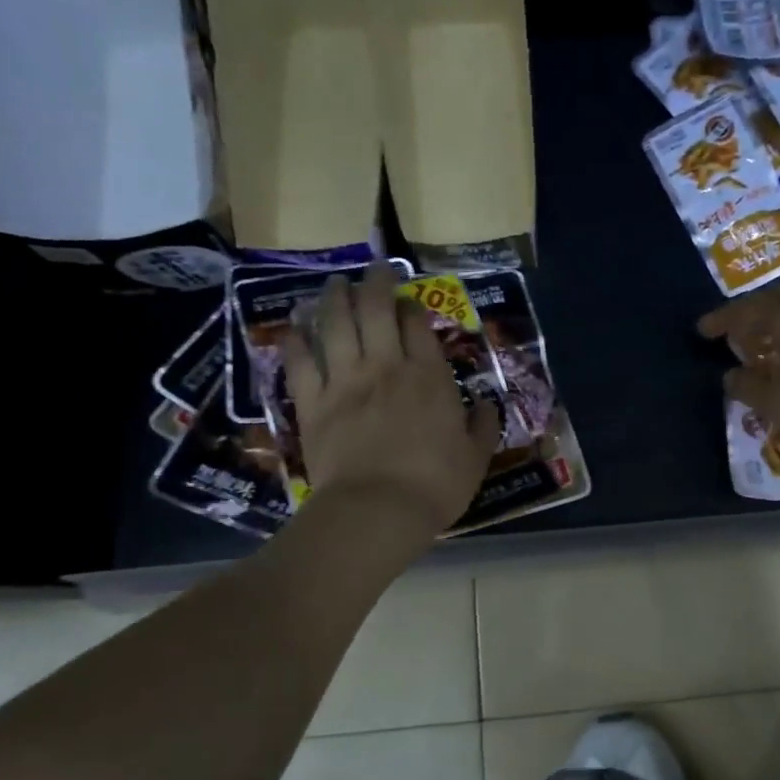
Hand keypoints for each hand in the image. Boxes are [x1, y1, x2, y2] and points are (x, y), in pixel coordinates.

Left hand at [283, 262, 500, 540]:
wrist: (377, 510)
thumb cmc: (435, 485)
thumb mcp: (476, 458)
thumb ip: (482, 426)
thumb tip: (484, 404)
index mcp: (429, 377)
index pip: (417, 324)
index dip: (413, 305)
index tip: (410, 300)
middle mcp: (385, 367)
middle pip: (375, 309)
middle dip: (375, 283)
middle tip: (374, 269)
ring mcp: (345, 381)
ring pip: (335, 324)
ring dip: (334, 299)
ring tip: (335, 284)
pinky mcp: (313, 403)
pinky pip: (300, 362)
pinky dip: (296, 341)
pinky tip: (294, 328)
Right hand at [698, 284, 779, 455]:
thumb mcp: (778, 403)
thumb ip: (748, 387)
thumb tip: (730, 376)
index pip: (747, 311)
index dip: (722, 320)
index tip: (702, 330)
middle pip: (776, 298)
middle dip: (751, 312)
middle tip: (734, 331)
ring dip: (775, 321)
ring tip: (762, 344)